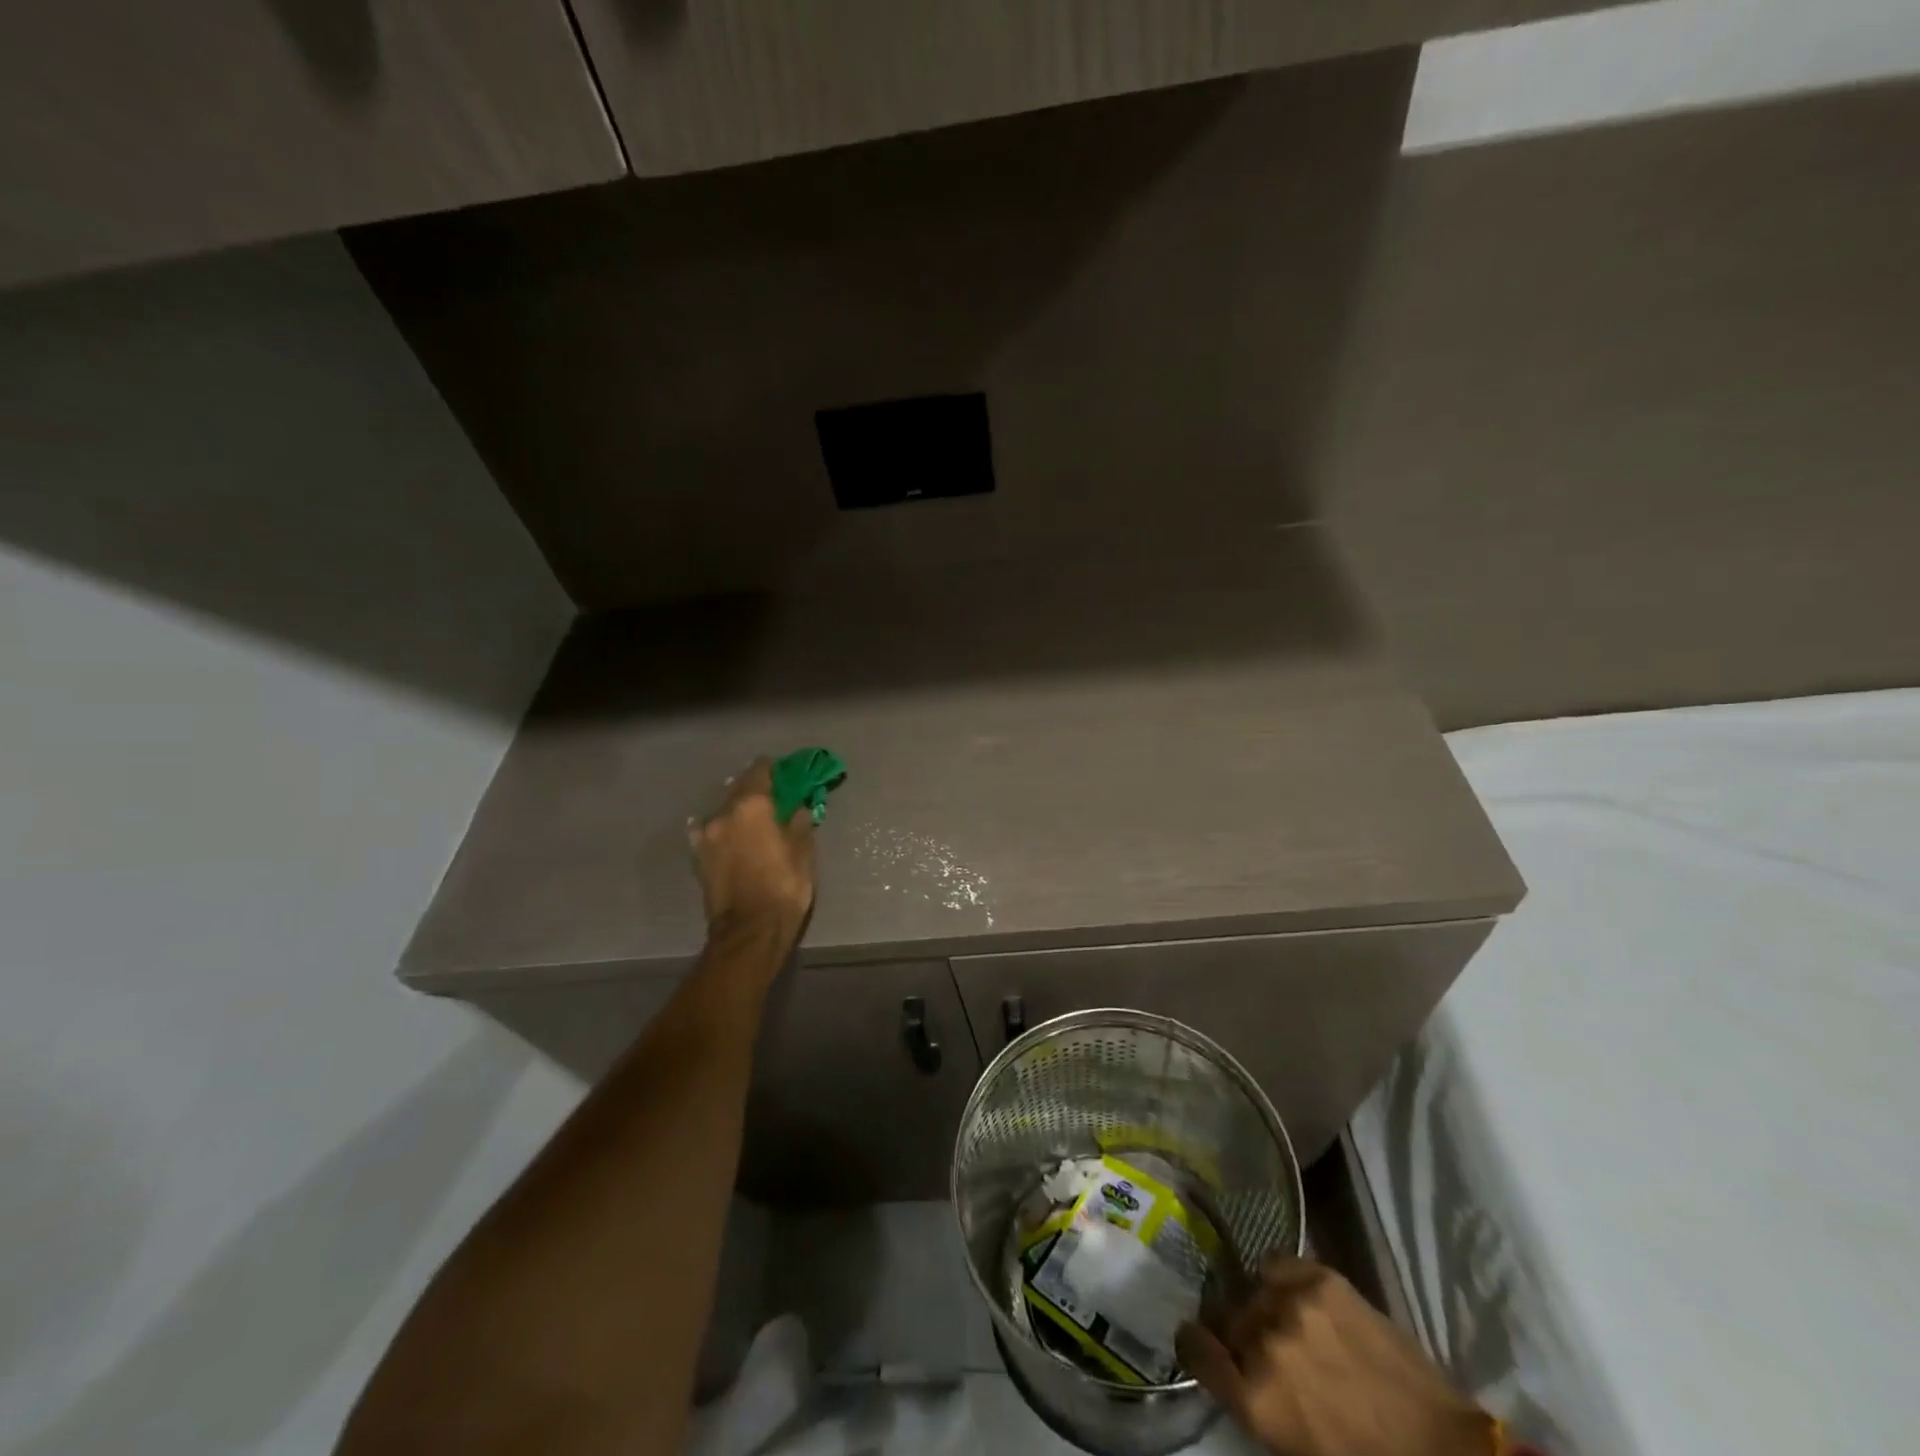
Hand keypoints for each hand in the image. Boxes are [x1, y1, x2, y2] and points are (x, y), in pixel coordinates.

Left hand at [689, 758, 815, 953]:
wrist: (749, 930)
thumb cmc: (784, 886)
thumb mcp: (803, 852)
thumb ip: (799, 822)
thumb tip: (798, 806)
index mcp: (752, 805)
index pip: (761, 770)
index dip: (775, 769)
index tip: (786, 774)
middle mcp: (724, 813)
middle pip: (738, 787)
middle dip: (755, 788)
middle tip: (772, 796)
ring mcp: (706, 835)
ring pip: (722, 809)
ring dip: (736, 809)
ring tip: (750, 818)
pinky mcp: (698, 857)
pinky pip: (707, 831)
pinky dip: (717, 828)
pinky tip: (724, 833)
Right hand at [1177, 1257, 1494, 1455]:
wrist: (1440, 1448)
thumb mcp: (1291, 1446)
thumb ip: (1251, 1399)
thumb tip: (1226, 1363)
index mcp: (1254, 1397)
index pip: (1193, 1347)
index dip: (1194, 1344)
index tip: (1203, 1344)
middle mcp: (1263, 1342)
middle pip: (1224, 1315)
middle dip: (1236, 1330)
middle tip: (1261, 1346)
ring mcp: (1292, 1303)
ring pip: (1251, 1288)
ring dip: (1262, 1305)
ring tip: (1289, 1322)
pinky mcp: (1321, 1277)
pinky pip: (1278, 1263)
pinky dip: (1283, 1280)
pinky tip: (1302, 1299)